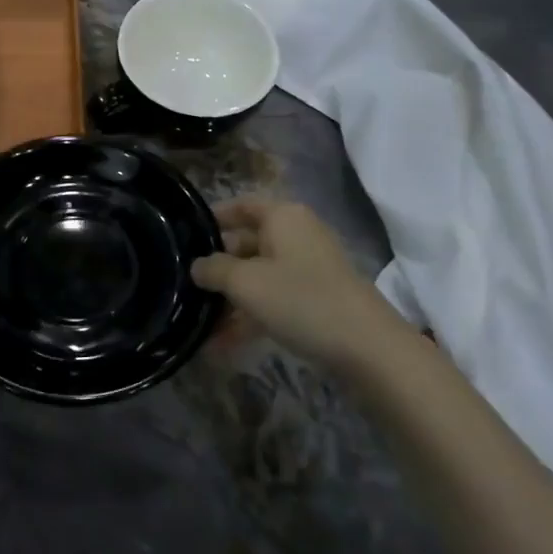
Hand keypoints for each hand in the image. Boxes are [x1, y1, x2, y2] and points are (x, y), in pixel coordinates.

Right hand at [192, 199, 412, 370]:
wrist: (368, 348)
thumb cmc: (301, 300)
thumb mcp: (245, 283)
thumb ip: (214, 270)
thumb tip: (197, 266)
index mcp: (283, 217)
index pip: (241, 205)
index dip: (213, 217)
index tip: (185, 235)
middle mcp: (297, 235)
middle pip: (247, 243)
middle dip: (217, 266)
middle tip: (185, 285)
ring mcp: (309, 269)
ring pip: (259, 277)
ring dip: (230, 299)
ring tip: (198, 322)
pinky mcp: (316, 300)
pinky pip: (274, 300)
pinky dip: (250, 316)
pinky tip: (222, 345)